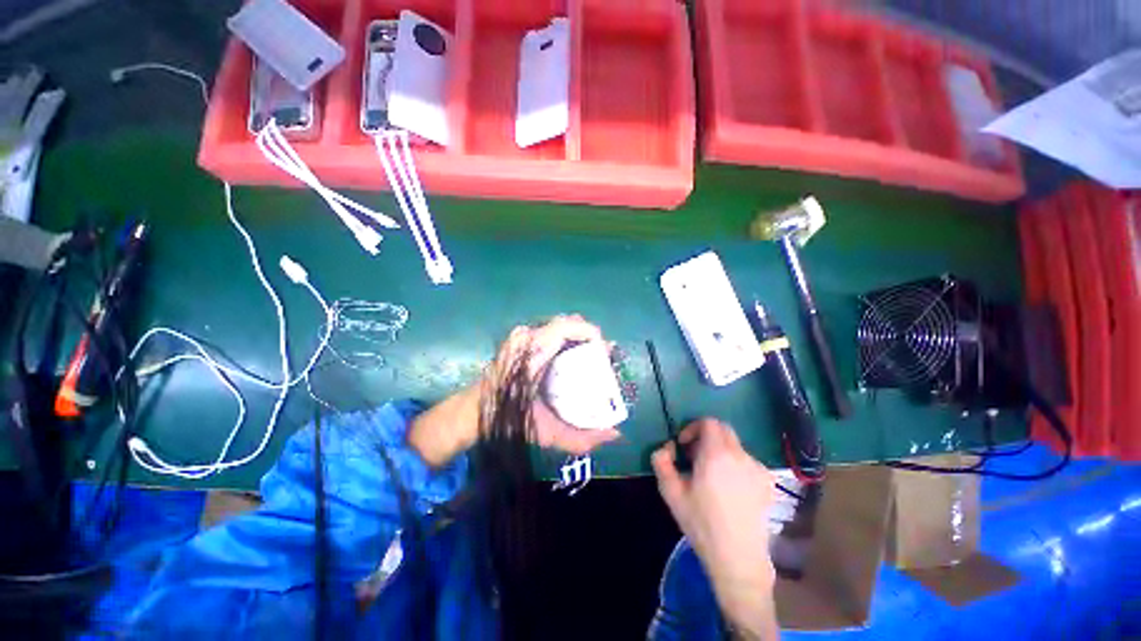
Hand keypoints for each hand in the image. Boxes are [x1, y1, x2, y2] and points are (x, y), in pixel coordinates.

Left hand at [410, 315, 620, 466]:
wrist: (471, 412)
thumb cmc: (506, 421)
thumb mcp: (546, 432)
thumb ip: (581, 438)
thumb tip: (616, 435)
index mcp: (533, 351)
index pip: (570, 326)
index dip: (593, 335)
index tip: (605, 354)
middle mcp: (527, 336)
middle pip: (568, 323)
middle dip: (588, 337)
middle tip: (598, 358)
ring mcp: (520, 334)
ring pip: (559, 325)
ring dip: (576, 337)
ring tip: (586, 358)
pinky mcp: (517, 338)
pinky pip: (549, 330)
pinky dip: (564, 339)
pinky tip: (568, 358)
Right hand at [652, 419, 777, 638]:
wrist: (738, 558)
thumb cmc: (702, 523)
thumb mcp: (671, 492)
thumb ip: (661, 462)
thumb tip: (666, 448)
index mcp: (716, 454)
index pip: (708, 422)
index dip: (692, 428)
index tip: (683, 446)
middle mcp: (740, 455)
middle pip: (723, 430)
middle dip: (705, 436)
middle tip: (694, 457)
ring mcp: (757, 469)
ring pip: (734, 446)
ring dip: (719, 450)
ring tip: (710, 475)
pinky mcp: (767, 483)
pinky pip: (746, 461)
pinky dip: (734, 464)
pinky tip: (728, 488)